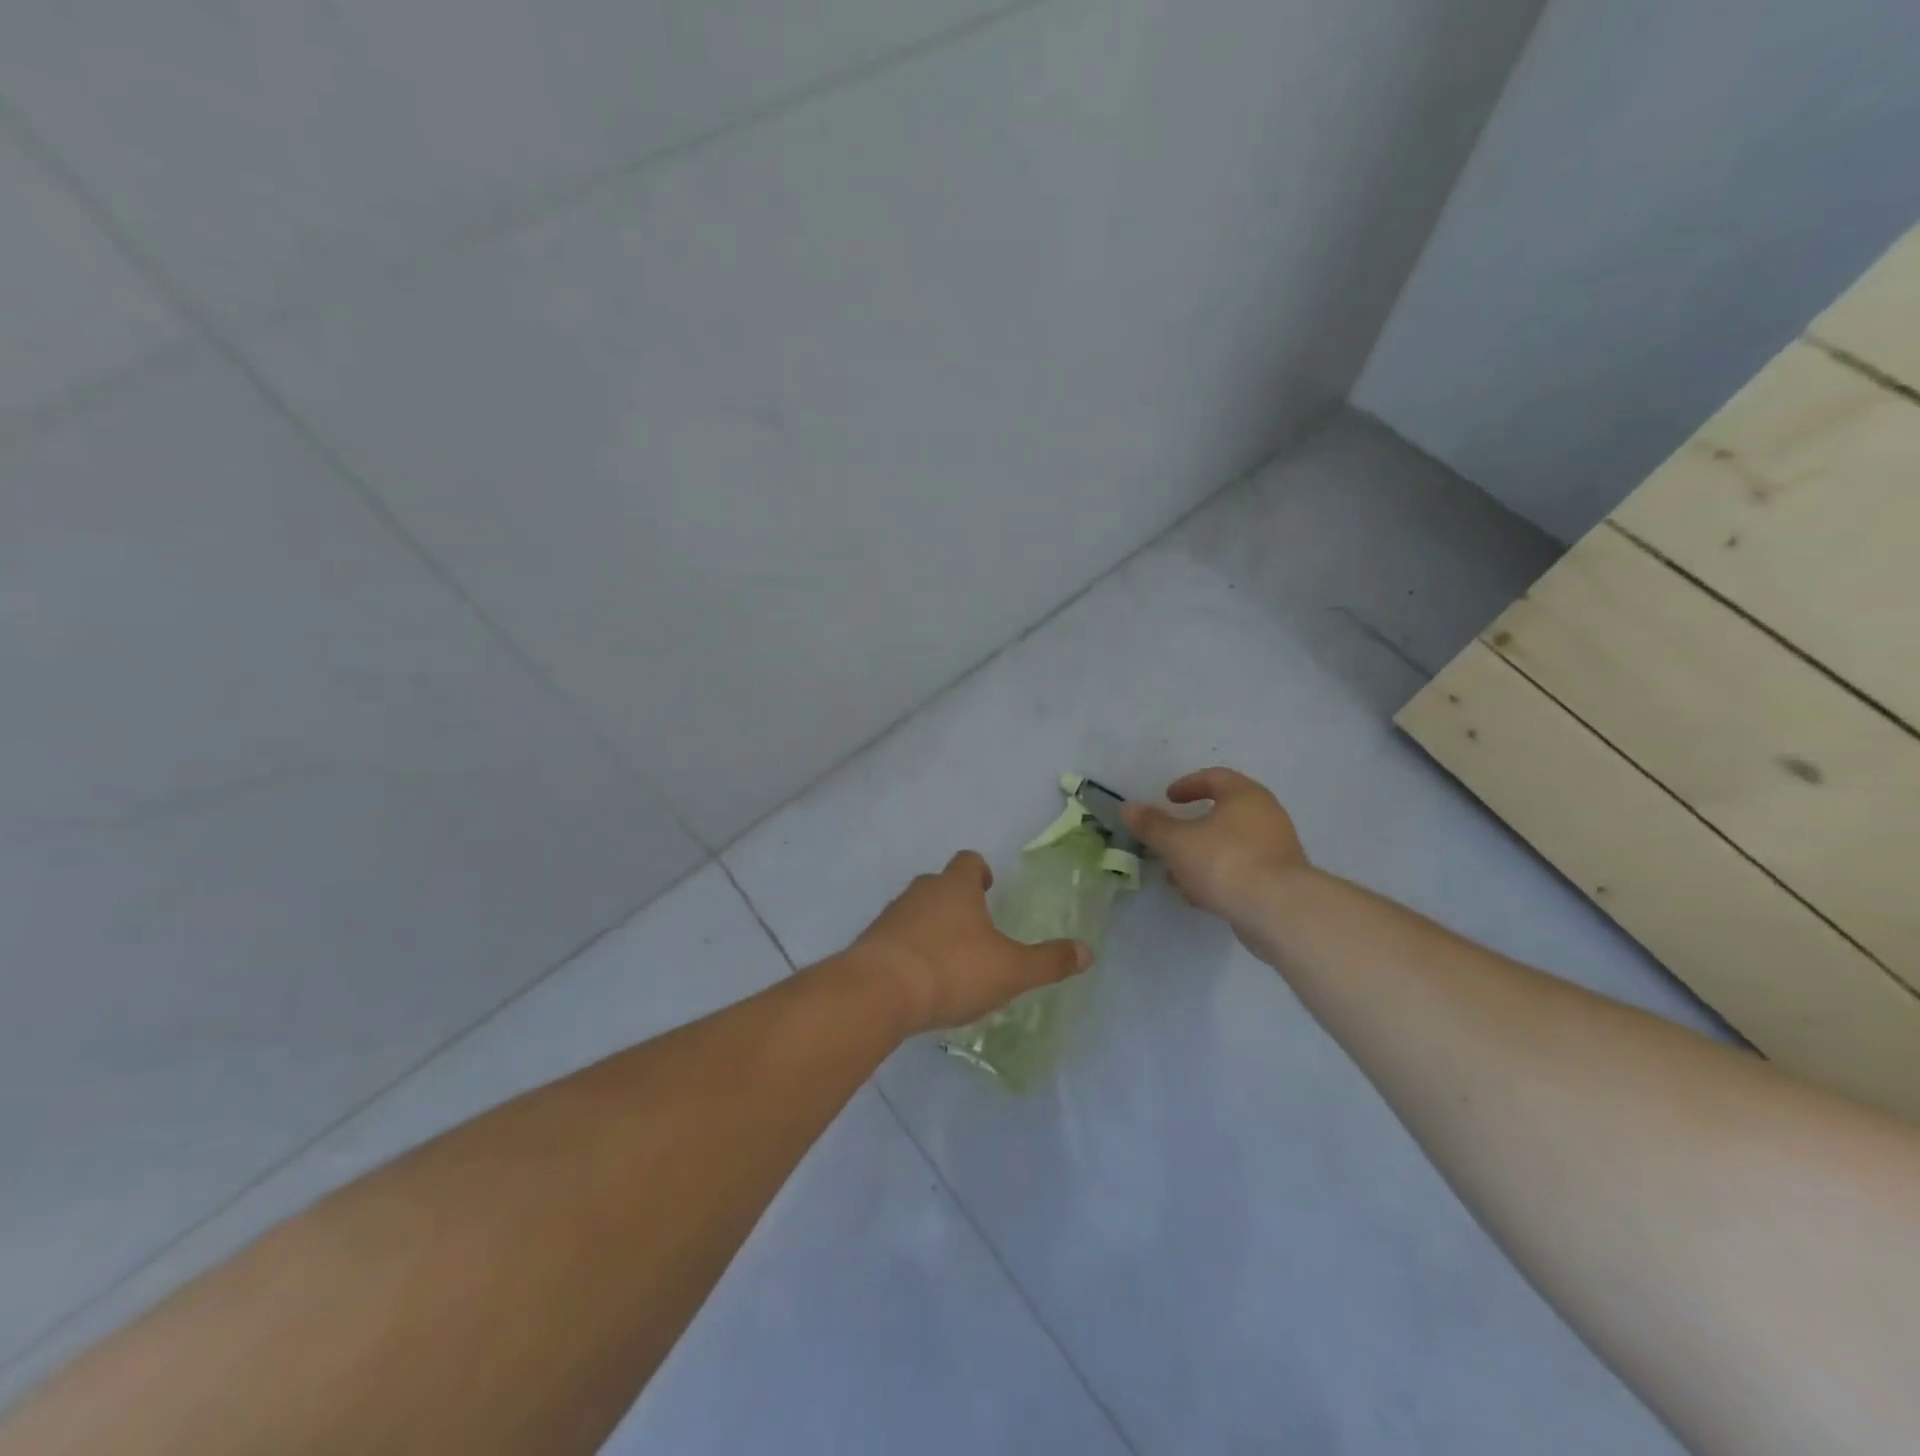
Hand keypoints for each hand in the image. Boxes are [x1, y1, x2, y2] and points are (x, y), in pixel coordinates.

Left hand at [847, 852, 1092, 1035]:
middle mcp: (921, 892)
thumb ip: (1049, 961)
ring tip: (948, 958)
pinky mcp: (870, 943)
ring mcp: (891, 916)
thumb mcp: (1011, 970)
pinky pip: (895, 939)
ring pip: (916, 911)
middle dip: (956, 901)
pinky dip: (909, 950)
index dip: (979, 871)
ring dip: (930, 926)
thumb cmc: (952, 969)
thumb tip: (1088, 951)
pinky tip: (919, 980)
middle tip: (974, 928)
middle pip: (939, 884)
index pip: (968, 862)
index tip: (987, 887)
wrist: (879, 992)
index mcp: (956, 887)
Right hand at [1122, 768, 1310, 922]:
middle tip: (1167, 839)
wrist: (1278, 911)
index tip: (1168, 798)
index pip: (1215, 777)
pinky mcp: (1280, 880)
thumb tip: (1128, 807)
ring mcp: (1276, 849)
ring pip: (1230, 845)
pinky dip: (1217, 876)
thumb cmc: (1224, 862)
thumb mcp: (1176, 842)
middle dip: (1190, 828)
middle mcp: (1266, 816)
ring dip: (1201, 856)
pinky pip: (1241, 869)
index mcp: (1245, 795)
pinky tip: (1198, 896)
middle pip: (1222, 813)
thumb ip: (1151, 825)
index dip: (1187, 785)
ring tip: (1175, 875)